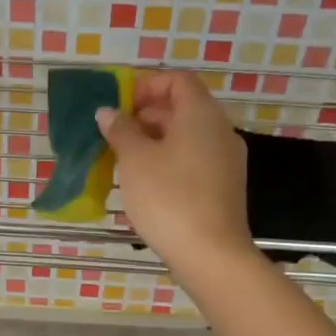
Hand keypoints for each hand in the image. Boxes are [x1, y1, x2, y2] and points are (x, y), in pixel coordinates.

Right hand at [97, 70, 254, 281]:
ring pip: (188, 137)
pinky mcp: (224, 187)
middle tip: (115, 134)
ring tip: (124, 160)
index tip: (119, 104)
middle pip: (183, 108)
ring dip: (155, 140)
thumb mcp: (135, 161)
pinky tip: (146, 184)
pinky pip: (194, 161)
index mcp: (201, 115)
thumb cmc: (169, 198)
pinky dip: (170, 161)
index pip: (178, 80)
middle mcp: (220, 131)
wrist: (210, 254)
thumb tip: (108, 113)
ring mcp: (226, 161)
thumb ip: (120, 131)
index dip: (147, 85)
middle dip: (147, 115)